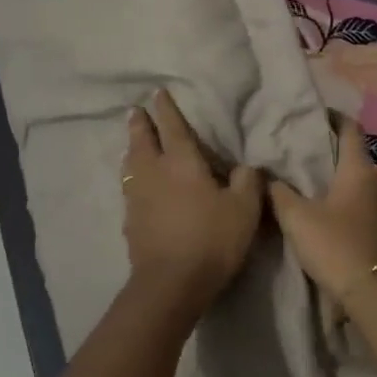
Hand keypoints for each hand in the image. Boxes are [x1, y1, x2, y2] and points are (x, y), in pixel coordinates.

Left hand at [121, 90, 262, 322]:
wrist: (171, 283)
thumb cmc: (212, 239)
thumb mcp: (244, 209)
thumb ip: (247, 181)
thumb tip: (245, 167)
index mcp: (182, 163)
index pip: (172, 127)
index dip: (166, 109)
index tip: (157, 93)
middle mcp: (154, 173)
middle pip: (142, 141)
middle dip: (140, 124)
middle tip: (136, 111)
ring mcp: (137, 197)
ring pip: (130, 165)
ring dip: (132, 150)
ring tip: (133, 145)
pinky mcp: (130, 221)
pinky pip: (129, 189)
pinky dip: (132, 178)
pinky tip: (136, 186)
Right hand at [268, 114, 376, 306]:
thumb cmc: (336, 247)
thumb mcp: (298, 219)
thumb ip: (279, 193)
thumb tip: (266, 175)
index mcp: (360, 170)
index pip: (350, 129)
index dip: (333, 118)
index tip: (316, 115)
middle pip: (355, 159)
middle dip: (332, 156)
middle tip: (304, 158)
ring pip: (362, 185)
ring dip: (342, 184)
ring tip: (314, 189)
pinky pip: (368, 206)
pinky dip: (351, 204)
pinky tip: (333, 217)